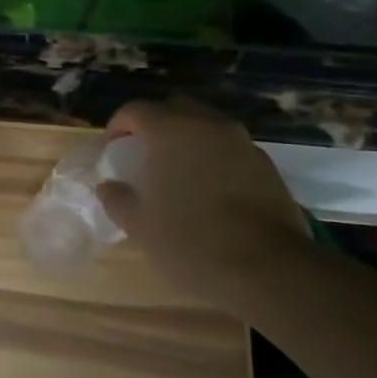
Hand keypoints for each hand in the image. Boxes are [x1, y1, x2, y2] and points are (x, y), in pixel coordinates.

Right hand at [95, 99, 310, 310]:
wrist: (267, 269)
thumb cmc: (190, 241)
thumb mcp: (138, 225)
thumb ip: (117, 198)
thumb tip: (108, 186)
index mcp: (170, 132)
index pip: (135, 110)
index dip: (117, 126)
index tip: (111, 149)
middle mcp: (207, 125)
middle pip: (174, 108)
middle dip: (155, 124)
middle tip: (144, 153)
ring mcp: (242, 143)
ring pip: (206, 126)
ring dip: (187, 139)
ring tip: (177, 172)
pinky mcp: (266, 165)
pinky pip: (230, 148)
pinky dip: (213, 157)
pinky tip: (208, 189)